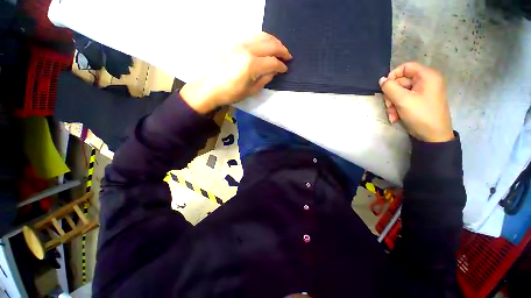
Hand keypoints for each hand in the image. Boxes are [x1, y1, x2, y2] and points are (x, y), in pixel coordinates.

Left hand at [180, 32, 291, 113]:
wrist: (209, 87)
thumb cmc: (230, 93)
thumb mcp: (250, 91)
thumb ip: (265, 79)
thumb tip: (274, 71)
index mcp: (251, 65)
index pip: (272, 62)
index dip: (281, 66)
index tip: (285, 69)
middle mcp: (247, 50)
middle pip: (270, 44)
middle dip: (282, 50)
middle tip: (288, 56)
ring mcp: (239, 44)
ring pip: (262, 36)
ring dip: (274, 41)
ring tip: (279, 49)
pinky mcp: (234, 43)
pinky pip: (252, 37)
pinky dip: (263, 39)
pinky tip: (265, 46)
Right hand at [379, 62, 453, 142]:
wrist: (433, 135)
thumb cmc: (421, 114)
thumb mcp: (403, 100)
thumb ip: (390, 88)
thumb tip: (381, 80)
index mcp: (427, 76)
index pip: (406, 67)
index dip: (393, 75)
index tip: (385, 87)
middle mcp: (425, 82)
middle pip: (401, 82)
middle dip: (391, 95)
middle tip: (388, 106)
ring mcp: (422, 92)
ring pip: (400, 92)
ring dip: (392, 104)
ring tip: (391, 115)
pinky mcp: (418, 102)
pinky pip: (403, 100)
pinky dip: (397, 108)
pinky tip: (395, 117)